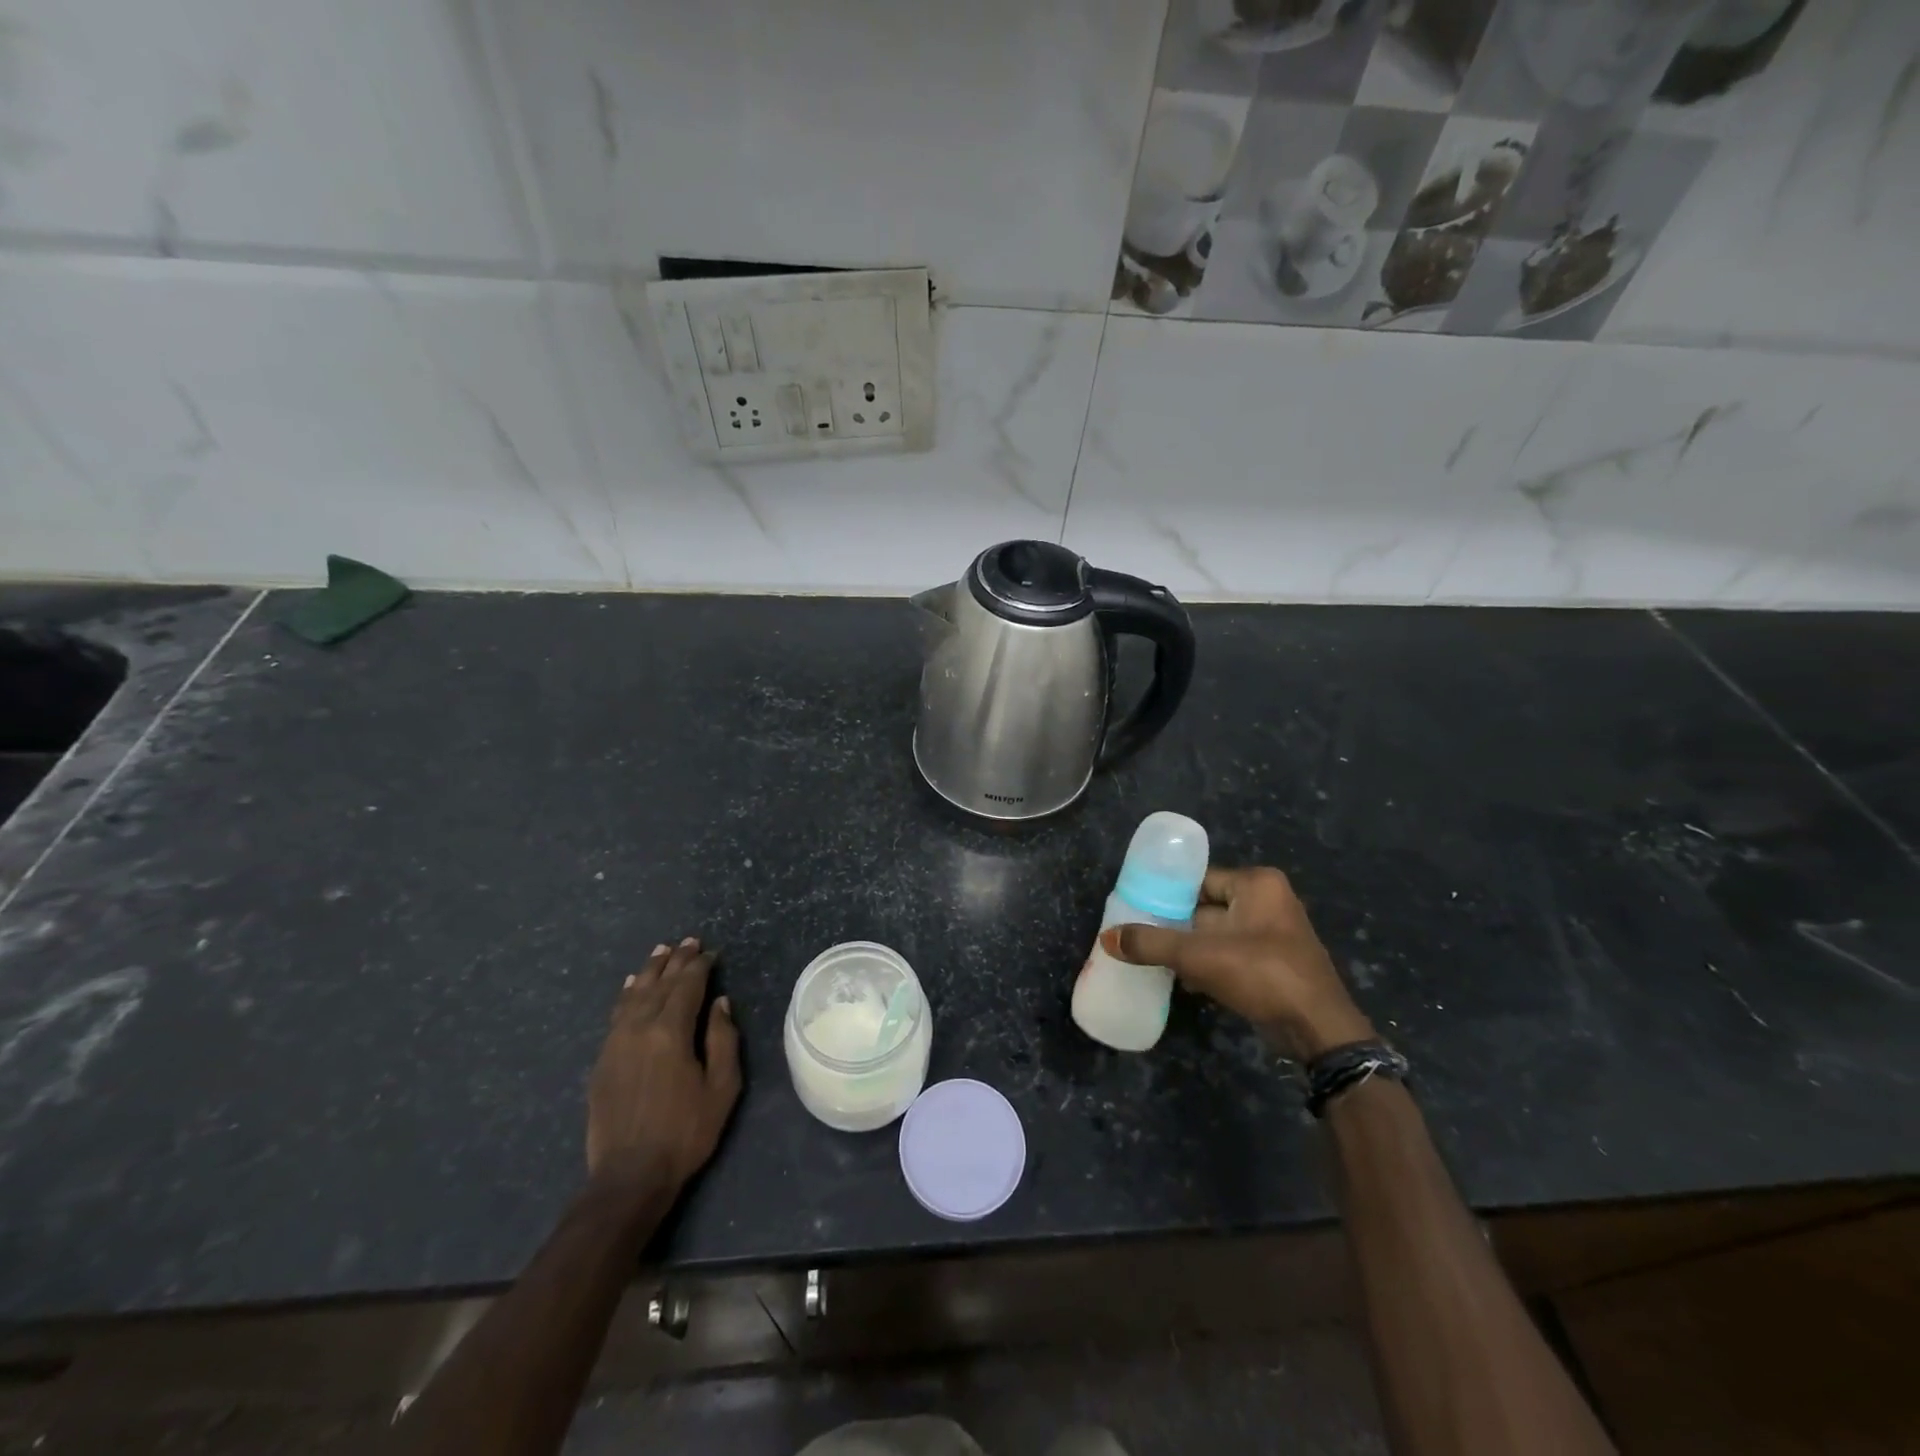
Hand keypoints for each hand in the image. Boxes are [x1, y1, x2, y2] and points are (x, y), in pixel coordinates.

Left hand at [587, 938, 740, 1199]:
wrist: (629, 1176)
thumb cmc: (685, 1132)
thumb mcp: (721, 1088)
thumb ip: (723, 1040)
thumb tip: (720, 1002)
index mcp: (671, 1032)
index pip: (687, 986)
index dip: (700, 966)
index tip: (710, 951)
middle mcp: (639, 1028)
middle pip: (660, 984)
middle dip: (676, 961)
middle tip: (689, 941)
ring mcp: (616, 1043)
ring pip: (634, 994)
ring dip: (650, 970)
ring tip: (661, 951)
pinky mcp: (603, 1060)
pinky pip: (616, 1014)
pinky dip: (627, 994)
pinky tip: (631, 985)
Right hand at [1103, 866, 1374, 1060]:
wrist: (1318, 1029)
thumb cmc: (1261, 974)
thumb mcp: (1198, 955)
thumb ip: (1150, 944)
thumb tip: (1106, 938)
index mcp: (1257, 884)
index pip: (1199, 879)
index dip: (1167, 893)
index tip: (1137, 908)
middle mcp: (1269, 901)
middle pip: (1206, 907)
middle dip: (1176, 925)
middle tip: (1141, 935)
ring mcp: (1274, 934)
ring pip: (1217, 934)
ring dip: (1190, 949)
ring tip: (1155, 959)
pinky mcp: (1275, 963)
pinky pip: (1232, 954)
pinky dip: (1209, 965)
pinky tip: (1184, 982)